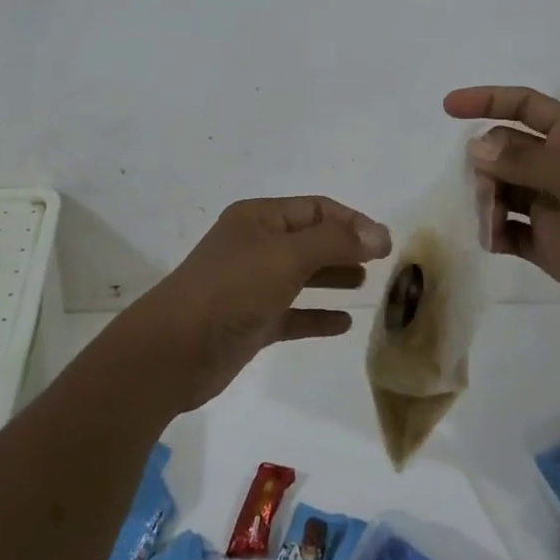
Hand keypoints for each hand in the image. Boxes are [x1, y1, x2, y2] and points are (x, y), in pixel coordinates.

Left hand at [106, 196, 391, 413]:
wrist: (175, 351)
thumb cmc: (232, 290)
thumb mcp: (286, 257)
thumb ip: (335, 242)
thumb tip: (379, 235)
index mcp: (258, 218)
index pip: (315, 209)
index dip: (351, 222)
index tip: (385, 244)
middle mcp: (255, 245)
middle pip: (310, 239)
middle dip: (345, 247)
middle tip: (383, 264)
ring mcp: (252, 285)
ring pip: (302, 275)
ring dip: (334, 277)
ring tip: (368, 285)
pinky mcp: (251, 322)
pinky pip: (293, 313)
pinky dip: (317, 315)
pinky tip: (344, 323)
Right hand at [445, 86, 559, 330]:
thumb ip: (527, 162)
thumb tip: (475, 148)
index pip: (523, 106)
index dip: (487, 101)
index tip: (448, 107)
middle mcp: (559, 167)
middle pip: (504, 152)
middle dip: (484, 162)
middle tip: (479, 185)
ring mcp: (553, 207)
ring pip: (501, 191)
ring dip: (484, 198)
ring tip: (484, 217)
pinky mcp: (550, 245)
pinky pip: (509, 232)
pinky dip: (492, 233)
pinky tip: (488, 239)